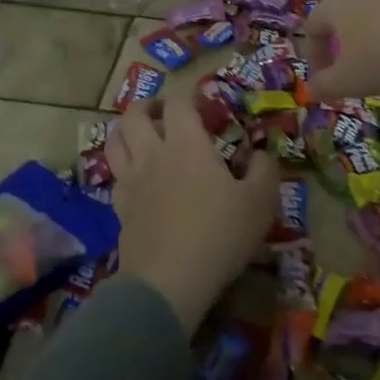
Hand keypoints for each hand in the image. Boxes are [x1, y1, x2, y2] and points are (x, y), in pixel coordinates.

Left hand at [106, 100, 280, 330]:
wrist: (169, 282)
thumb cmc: (219, 235)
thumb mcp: (260, 202)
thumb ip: (264, 170)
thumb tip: (261, 153)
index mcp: (186, 144)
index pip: (178, 103)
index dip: (189, 97)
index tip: (204, 106)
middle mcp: (153, 154)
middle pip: (135, 114)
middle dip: (148, 106)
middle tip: (164, 112)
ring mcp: (131, 181)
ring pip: (115, 140)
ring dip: (126, 130)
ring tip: (142, 135)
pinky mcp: (119, 208)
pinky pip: (115, 176)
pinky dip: (124, 167)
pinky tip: (138, 178)